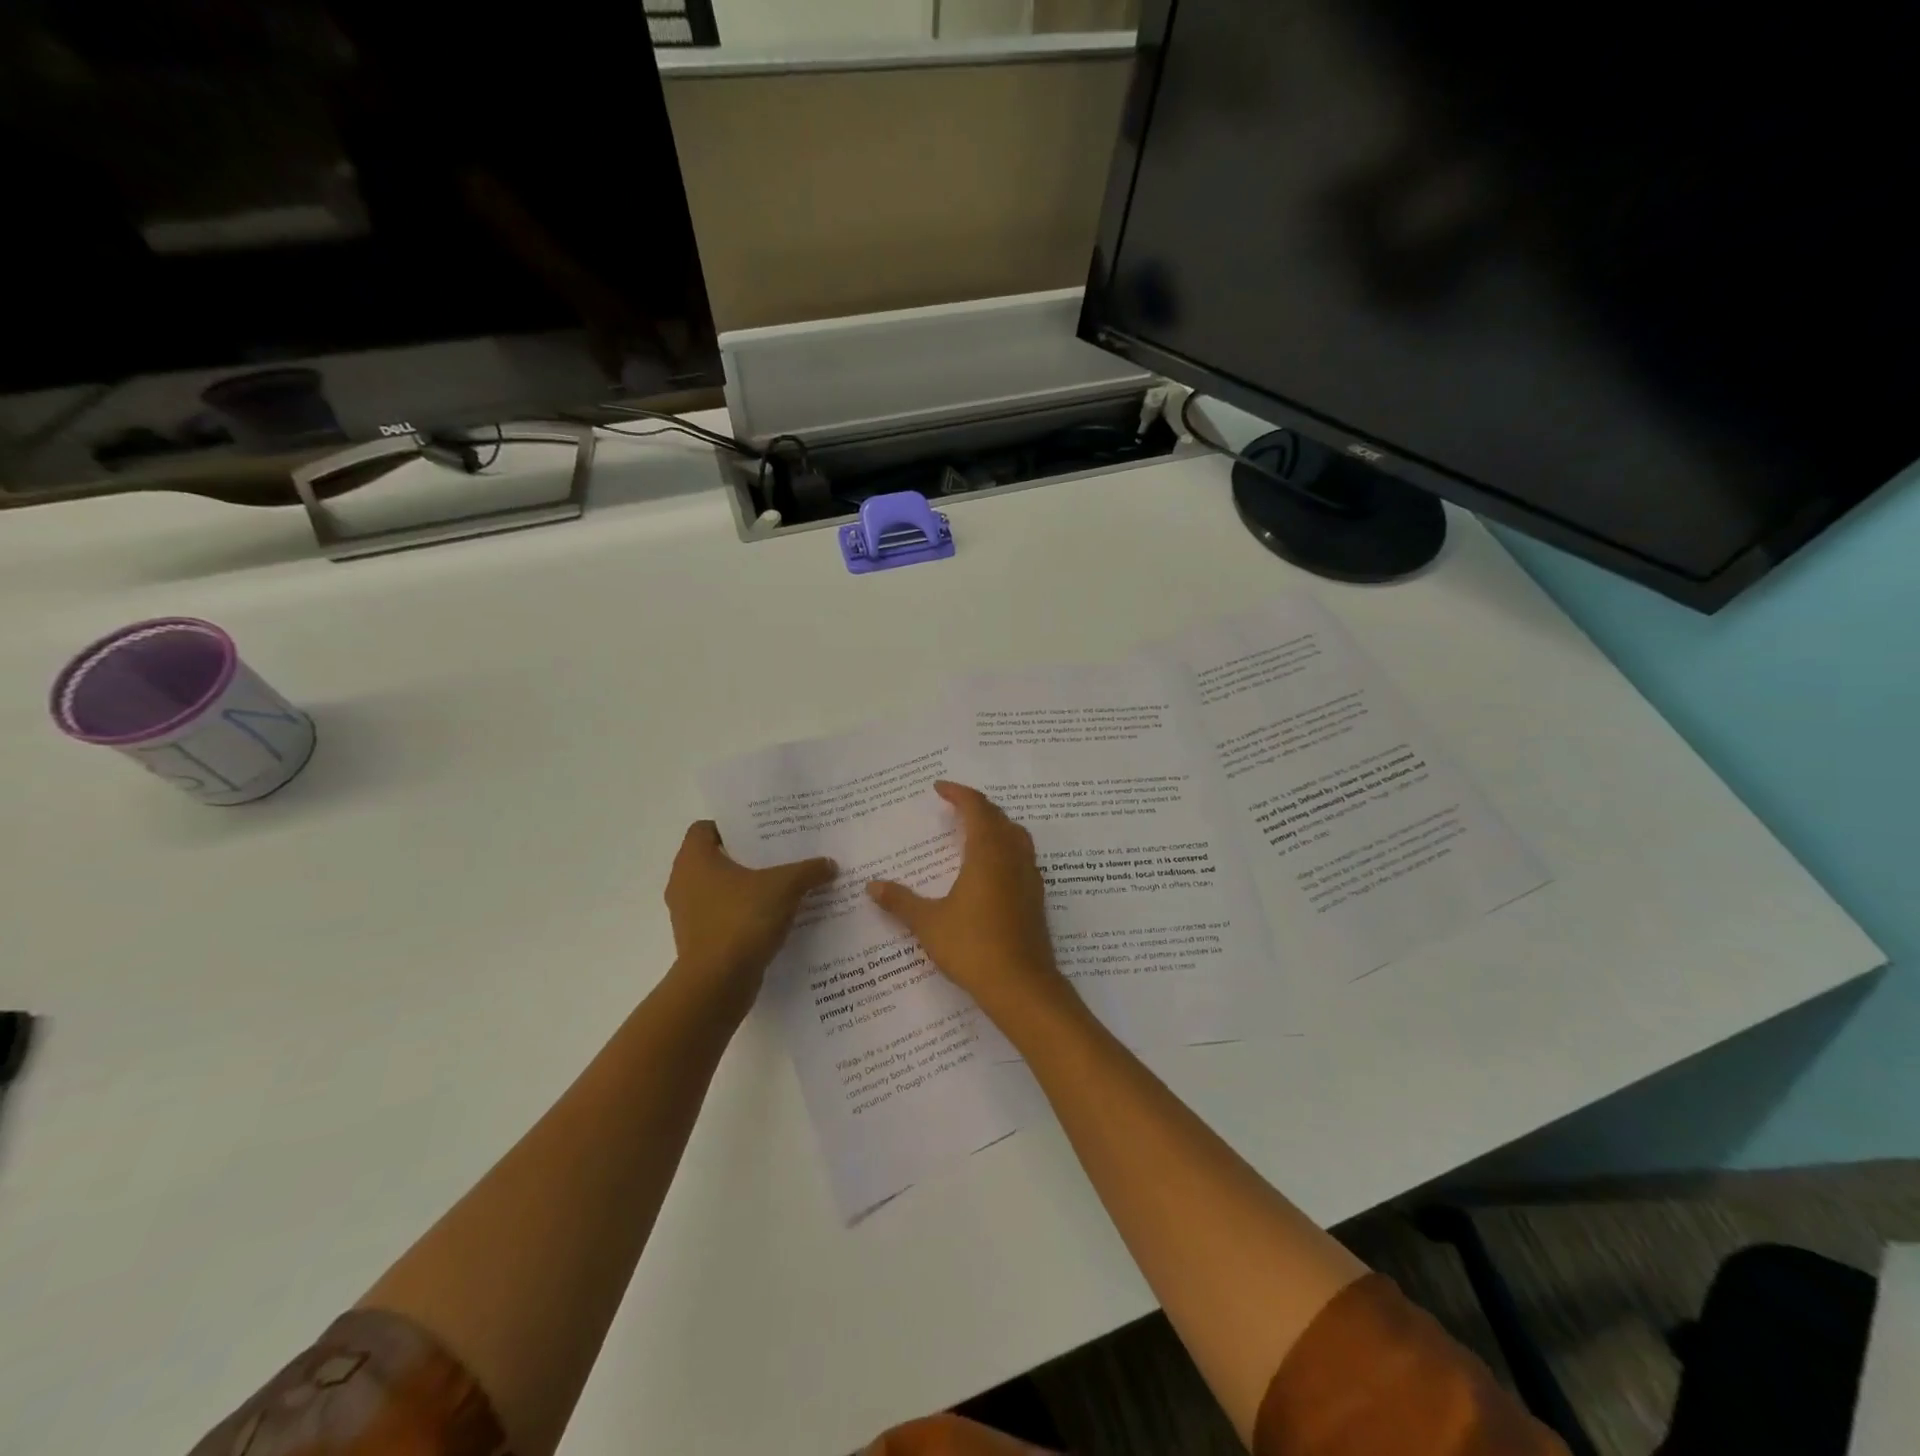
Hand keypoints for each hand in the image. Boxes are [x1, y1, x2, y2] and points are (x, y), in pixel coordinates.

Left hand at [665, 822, 834, 1017]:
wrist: (717, 984)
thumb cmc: (742, 920)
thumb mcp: (785, 887)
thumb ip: (808, 871)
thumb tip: (829, 864)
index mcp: (694, 860)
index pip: (705, 829)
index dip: (732, 826)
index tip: (761, 831)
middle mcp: (684, 883)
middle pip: (715, 859)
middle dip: (747, 857)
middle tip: (780, 854)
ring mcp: (689, 915)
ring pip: (720, 891)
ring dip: (746, 889)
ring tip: (783, 887)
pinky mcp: (698, 942)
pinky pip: (723, 918)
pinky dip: (744, 916)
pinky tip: (775, 919)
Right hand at [865, 782, 1072, 1028]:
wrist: (1021, 985)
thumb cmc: (972, 947)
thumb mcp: (929, 923)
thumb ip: (901, 901)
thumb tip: (872, 886)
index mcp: (988, 853)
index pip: (977, 808)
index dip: (959, 793)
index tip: (940, 788)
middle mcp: (1013, 857)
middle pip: (999, 818)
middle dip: (978, 807)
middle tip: (956, 806)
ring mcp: (1029, 877)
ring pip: (1017, 836)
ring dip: (997, 825)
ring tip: (976, 830)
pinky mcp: (1036, 897)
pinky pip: (1023, 857)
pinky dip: (1007, 848)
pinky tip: (993, 868)